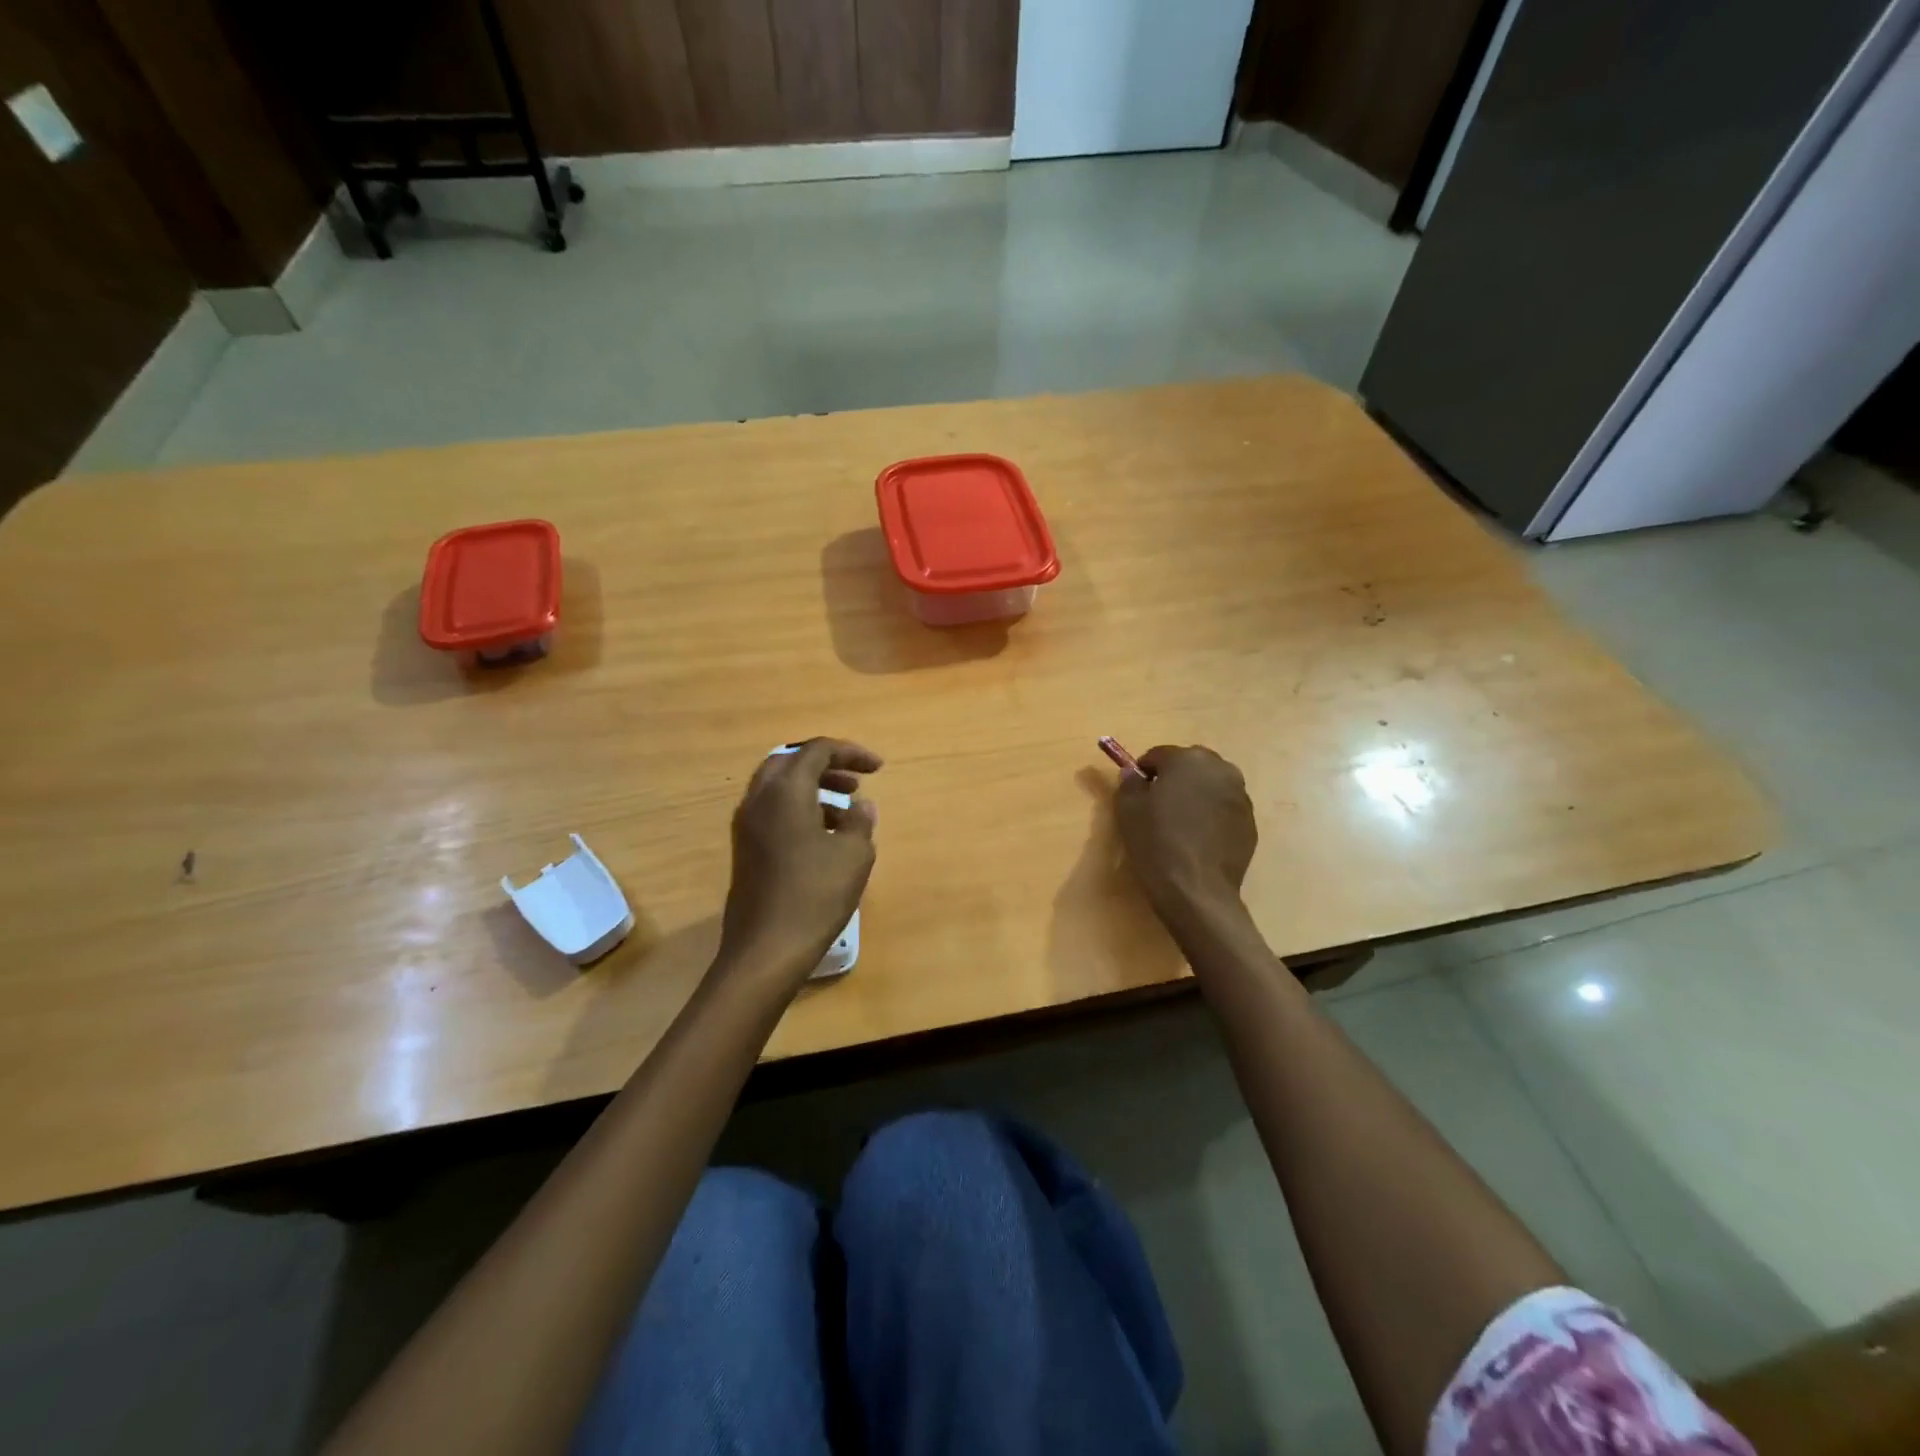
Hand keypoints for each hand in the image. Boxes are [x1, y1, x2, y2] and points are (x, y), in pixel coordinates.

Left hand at [719, 738, 881, 984]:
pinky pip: (772, 810)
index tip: (878, 768)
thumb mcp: (854, 854)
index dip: (851, 752)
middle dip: (826, 765)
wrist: (766, 948)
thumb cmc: (815, 895)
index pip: (817, 750)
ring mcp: (747, 825)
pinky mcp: (745, 849)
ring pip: (778, 787)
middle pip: (791, 762)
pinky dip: (798, 808)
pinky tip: (824, 836)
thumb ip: (860, 821)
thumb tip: (860, 805)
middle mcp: (759, 799)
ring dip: (812, 787)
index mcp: (786, 790)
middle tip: (855, 781)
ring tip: (846, 808)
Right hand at [1114, 745, 1257, 927]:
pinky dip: (1212, 816)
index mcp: (1188, 759)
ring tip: (1180, 825)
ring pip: (1210, 786)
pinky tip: (1198, 840)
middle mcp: (1220, 769)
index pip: (1159, 755)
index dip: (1144, 772)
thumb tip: (1133, 774)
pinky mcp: (1250, 822)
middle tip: (1158, 807)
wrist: (1196, 889)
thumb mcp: (1128, 809)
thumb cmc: (1156, 842)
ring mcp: (1240, 796)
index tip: (1137, 792)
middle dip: (1175, 780)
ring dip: (1196, 796)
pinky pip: (1224, 809)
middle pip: (1190, 766)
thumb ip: (1129, 783)